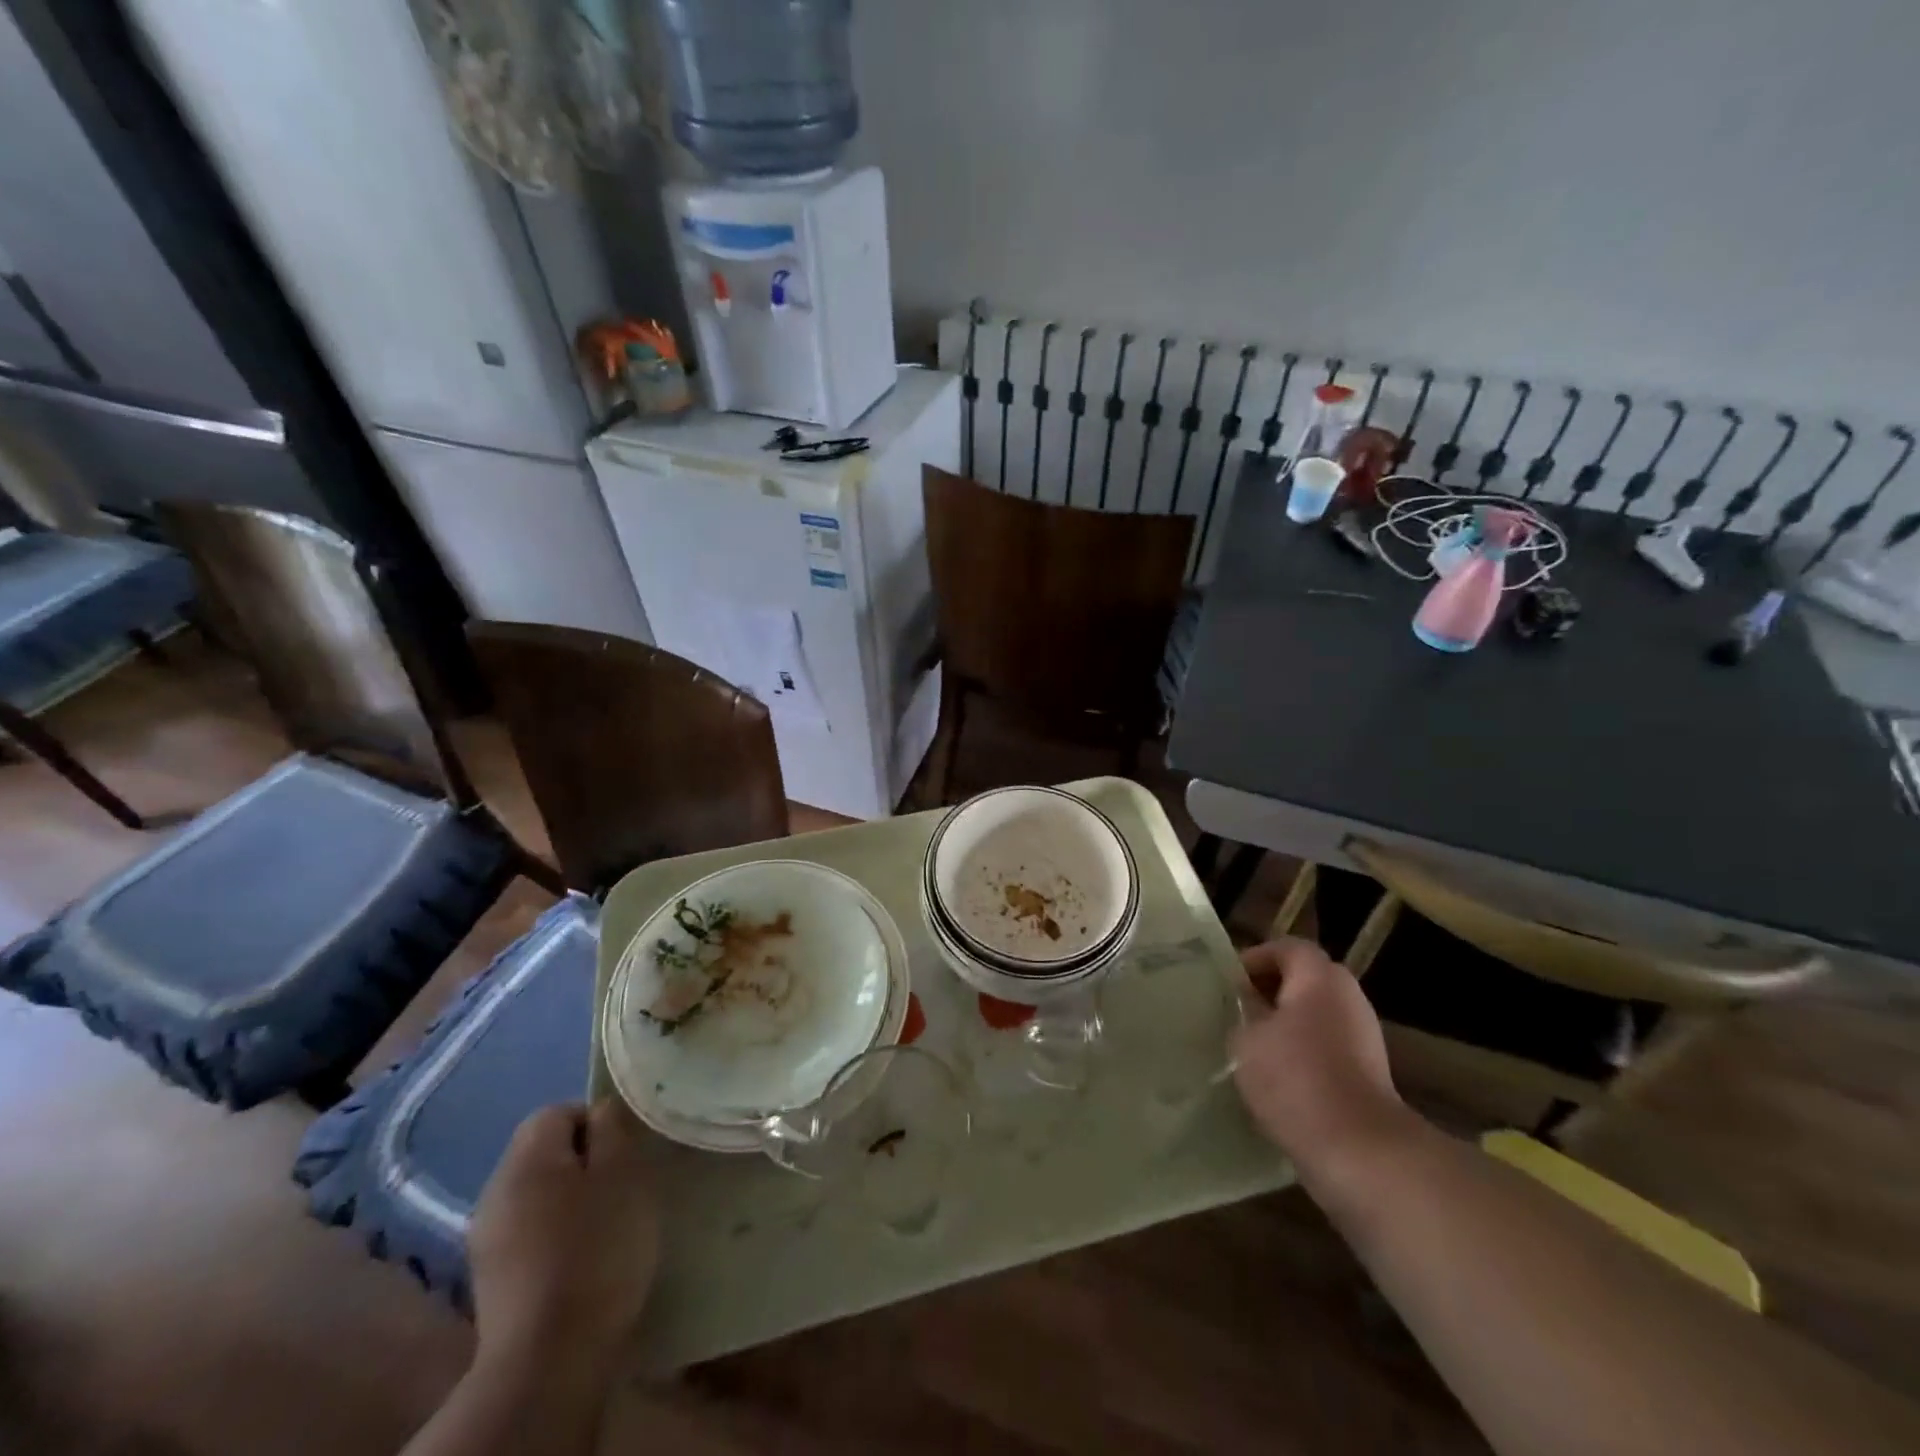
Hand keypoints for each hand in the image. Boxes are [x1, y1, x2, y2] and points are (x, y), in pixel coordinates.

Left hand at [467, 1100, 659, 1378]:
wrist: (548, 1359)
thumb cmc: (597, 1250)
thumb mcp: (623, 1175)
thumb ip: (612, 1131)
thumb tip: (600, 1111)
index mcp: (527, 1157)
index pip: (558, 1111)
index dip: (595, 1123)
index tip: (624, 1154)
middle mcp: (495, 1187)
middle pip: (542, 1151)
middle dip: (582, 1161)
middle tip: (619, 1186)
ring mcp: (485, 1236)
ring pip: (535, 1192)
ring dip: (567, 1198)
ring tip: (603, 1224)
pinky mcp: (489, 1278)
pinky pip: (526, 1230)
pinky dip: (551, 1233)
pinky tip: (577, 1259)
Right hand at [1232, 938, 1412, 1183]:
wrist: (1359, 1150)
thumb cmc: (1294, 1079)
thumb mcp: (1247, 1038)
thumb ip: (1244, 1010)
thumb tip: (1247, 1002)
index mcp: (1320, 977)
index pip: (1286, 947)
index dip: (1254, 959)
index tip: (1229, 984)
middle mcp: (1348, 996)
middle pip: (1305, 978)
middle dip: (1270, 991)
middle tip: (1239, 1011)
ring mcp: (1364, 1035)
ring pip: (1317, 1013)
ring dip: (1287, 1023)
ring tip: (1254, 1046)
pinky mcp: (1370, 1071)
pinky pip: (1329, 1045)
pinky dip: (1304, 1051)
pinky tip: (1279, 1077)